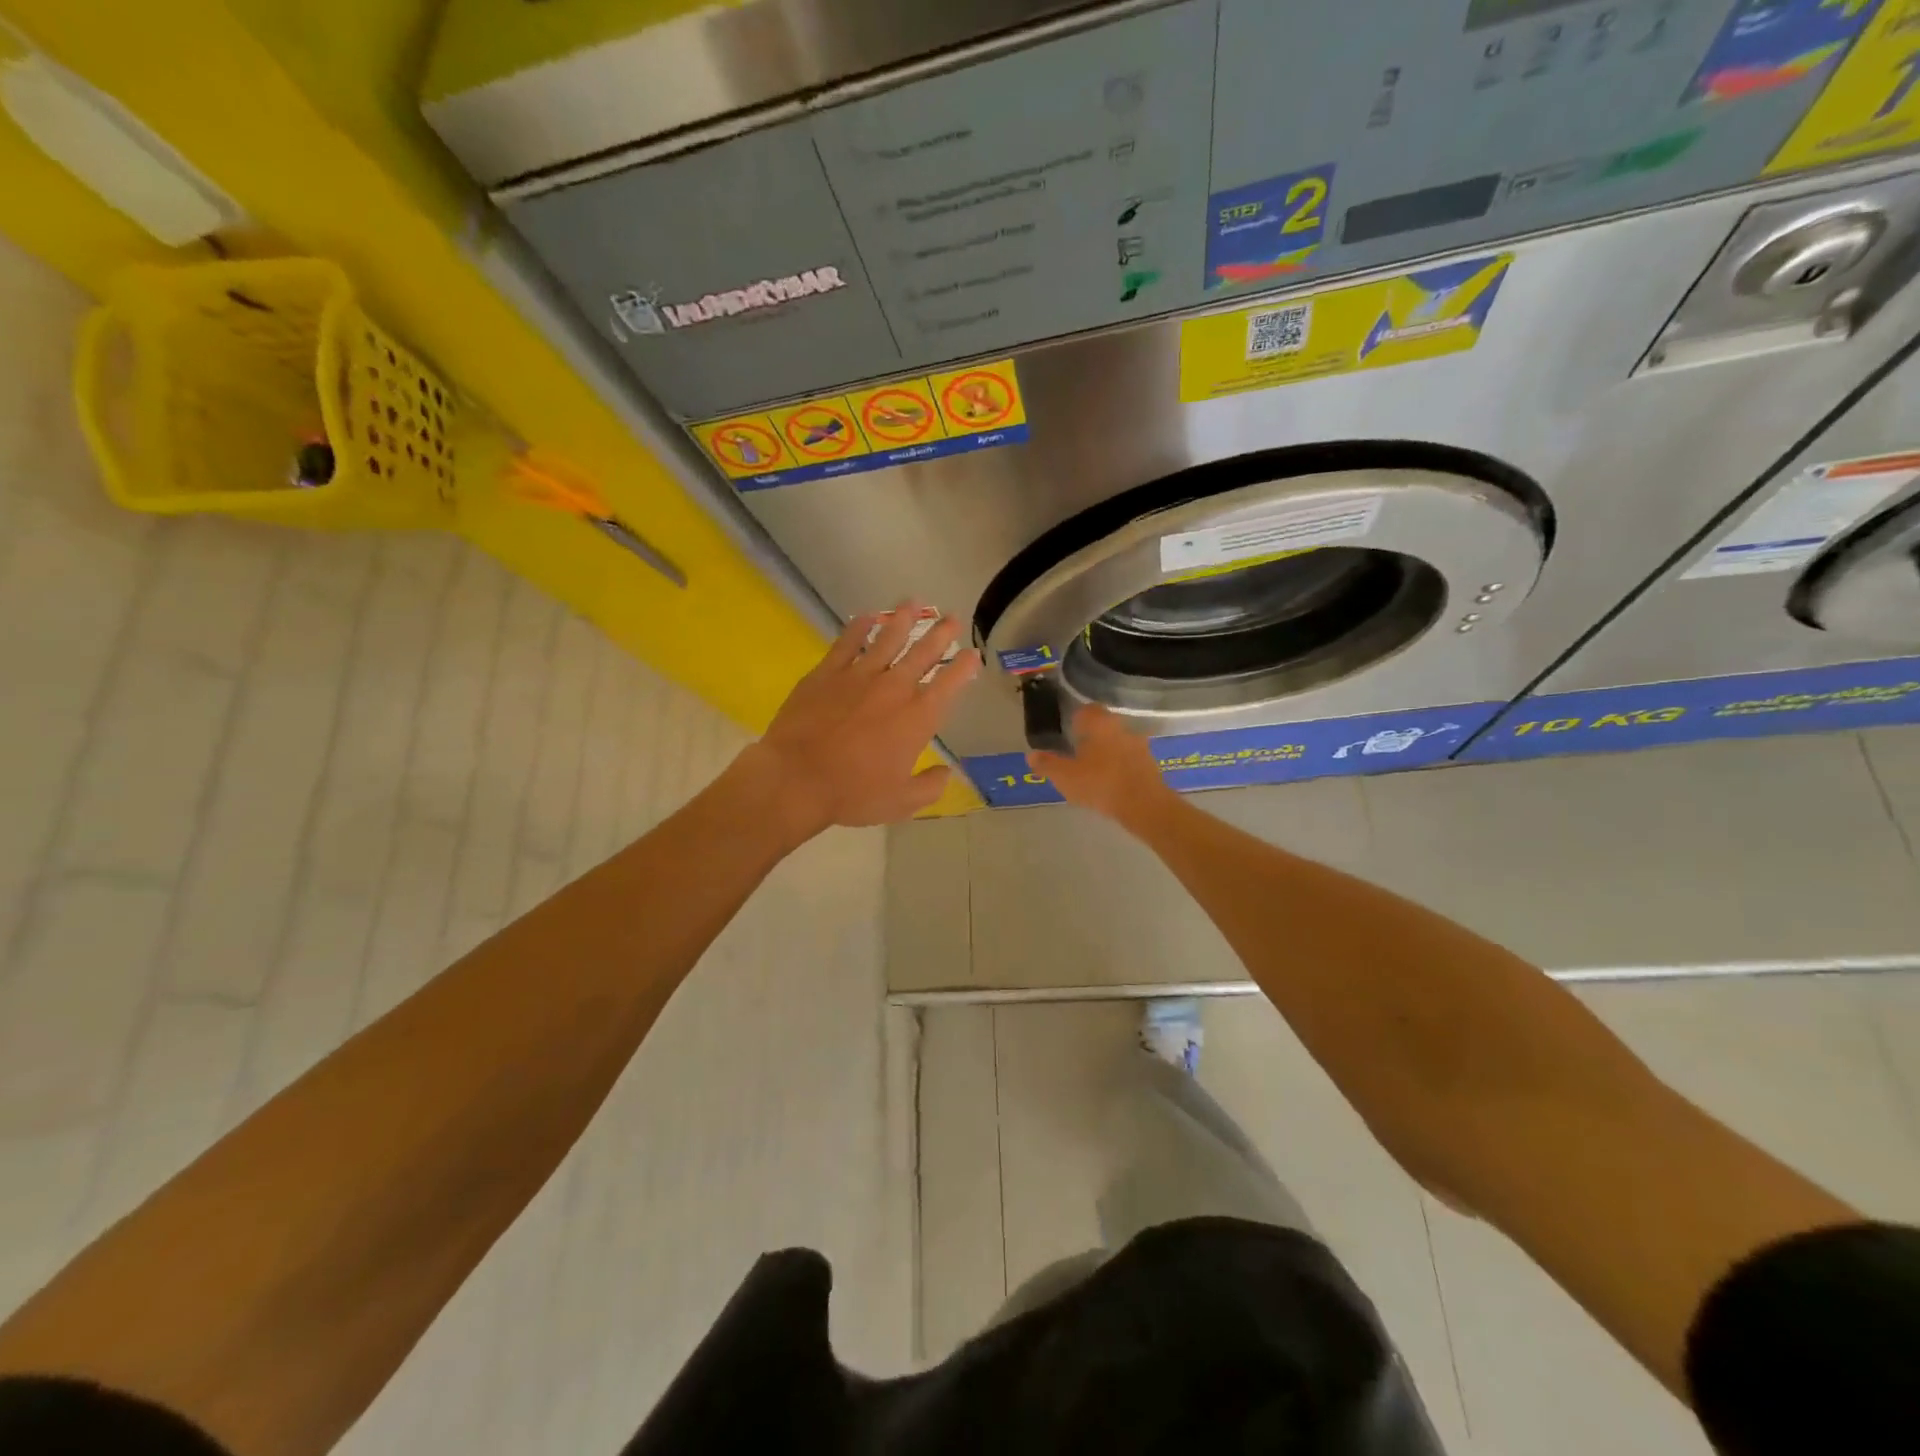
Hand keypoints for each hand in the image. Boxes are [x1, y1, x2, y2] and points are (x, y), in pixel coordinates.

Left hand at [739, 603, 980, 839]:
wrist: (797, 778)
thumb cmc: (853, 793)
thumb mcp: (901, 802)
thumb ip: (929, 787)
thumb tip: (946, 774)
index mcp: (917, 718)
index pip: (950, 684)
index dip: (964, 667)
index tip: (972, 654)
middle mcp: (894, 688)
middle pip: (923, 652)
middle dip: (940, 633)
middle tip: (951, 618)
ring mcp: (859, 675)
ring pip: (888, 638)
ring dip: (903, 620)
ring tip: (913, 603)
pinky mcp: (827, 672)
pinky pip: (847, 642)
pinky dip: (859, 628)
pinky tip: (867, 617)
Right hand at [1028, 703, 1177, 828]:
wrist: (1144, 805)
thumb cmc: (1100, 783)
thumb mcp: (1065, 776)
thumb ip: (1047, 764)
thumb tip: (1031, 755)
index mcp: (1100, 723)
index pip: (1086, 710)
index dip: (1075, 718)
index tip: (1066, 731)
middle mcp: (1121, 727)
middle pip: (1103, 725)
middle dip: (1090, 736)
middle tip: (1075, 750)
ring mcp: (1139, 745)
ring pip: (1117, 742)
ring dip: (1106, 751)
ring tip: (1092, 769)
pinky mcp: (1150, 764)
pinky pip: (1129, 759)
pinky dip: (1119, 766)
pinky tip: (1110, 781)